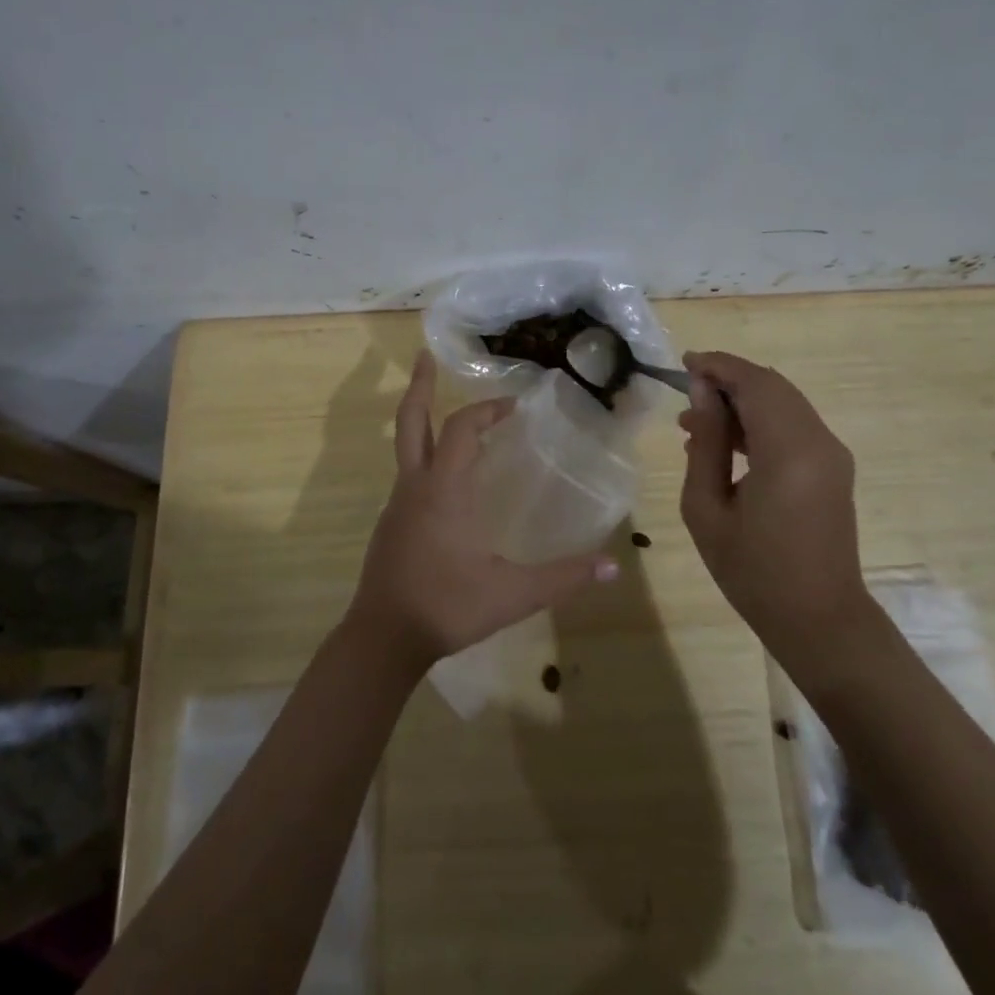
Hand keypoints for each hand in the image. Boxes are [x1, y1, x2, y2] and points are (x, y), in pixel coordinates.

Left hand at [345, 352, 618, 674]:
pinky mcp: (391, 525)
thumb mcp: (512, 594)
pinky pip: (409, 476)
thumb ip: (563, 578)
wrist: (382, 639)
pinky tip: (447, 480)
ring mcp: (397, 506)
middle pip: (411, 421)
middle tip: (425, 355)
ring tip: (447, 413)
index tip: (513, 406)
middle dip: (420, 386)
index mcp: (443, 490)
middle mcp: (415, 487)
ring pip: (406, 448)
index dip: (486, 410)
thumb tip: (612, 566)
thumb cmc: (446, 606)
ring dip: (424, 422)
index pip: (461, 429)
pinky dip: (426, 458)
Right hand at [677, 350, 871, 661]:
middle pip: (772, 386)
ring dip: (742, 402)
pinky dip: (760, 422)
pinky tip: (726, 446)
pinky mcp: (833, 469)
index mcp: (788, 452)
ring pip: (784, 403)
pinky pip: (793, 426)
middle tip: (685, 394)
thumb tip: (702, 393)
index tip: (683, 364)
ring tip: (695, 424)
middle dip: (728, 380)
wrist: (819, 621)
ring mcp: (832, 455)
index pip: (754, 383)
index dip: (718, 365)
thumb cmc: (752, 571)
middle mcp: (819, 442)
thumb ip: (706, 443)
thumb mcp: (707, 508)